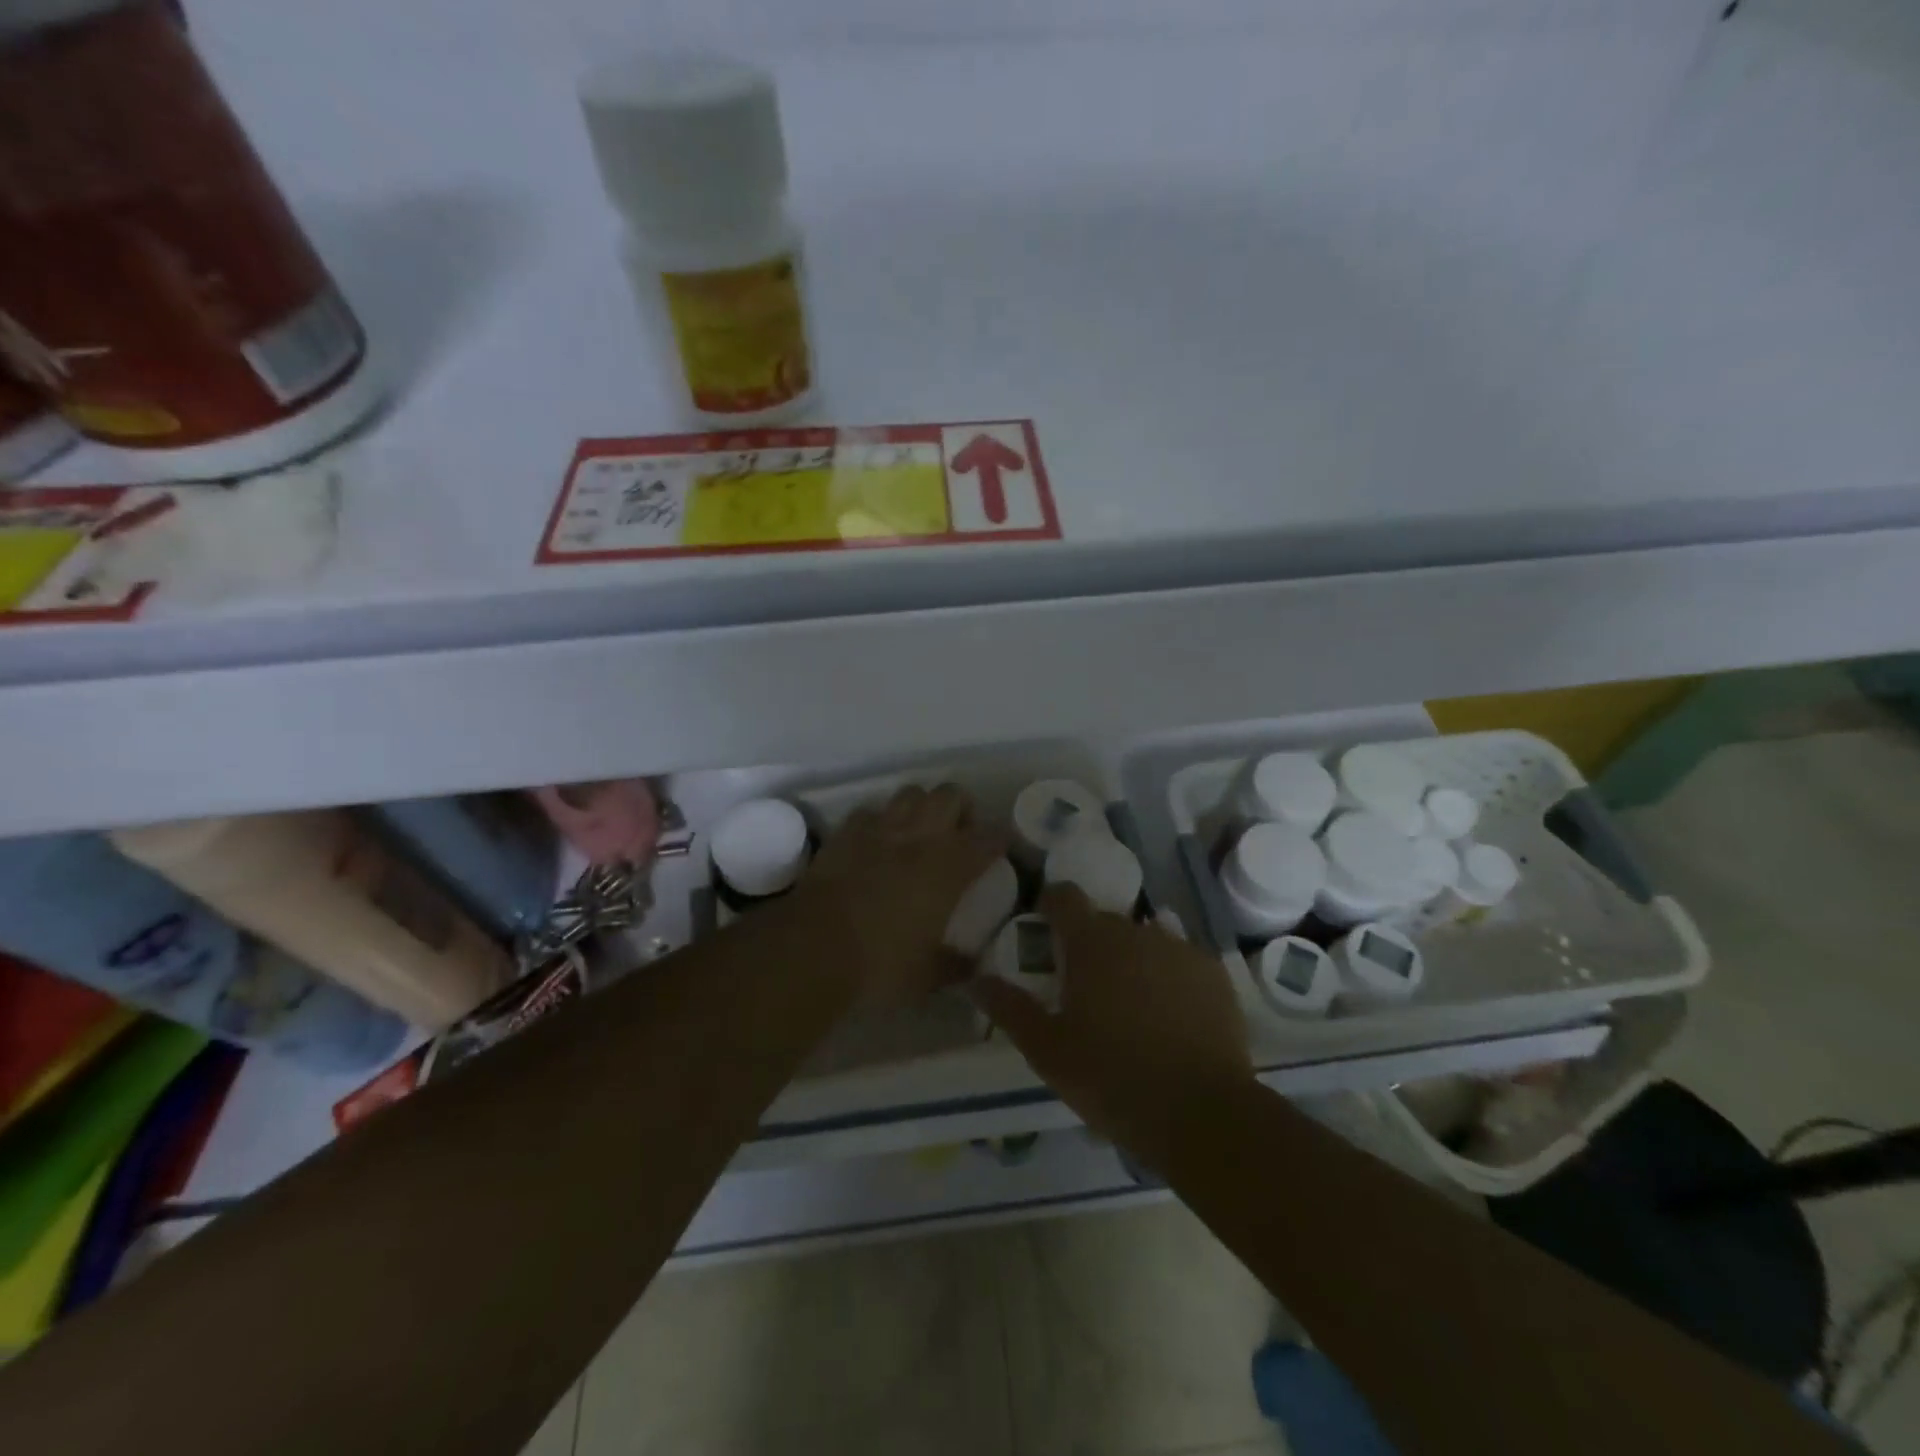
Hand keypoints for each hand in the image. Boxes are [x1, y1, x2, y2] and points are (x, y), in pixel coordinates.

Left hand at [798, 784, 1005, 1006]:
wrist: (813, 949)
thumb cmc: (879, 965)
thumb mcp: (926, 977)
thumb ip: (955, 966)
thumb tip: (972, 967)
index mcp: (949, 868)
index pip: (988, 837)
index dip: (1000, 838)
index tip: (1002, 847)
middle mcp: (919, 837)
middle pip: (951, 795)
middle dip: (961, 808)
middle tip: (958, 834)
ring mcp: (879, 829)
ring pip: (911, 792)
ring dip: (921, 806)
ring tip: (918, 831)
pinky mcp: (846, 833)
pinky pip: (870, 812)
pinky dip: (878, 821)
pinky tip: (875, 843)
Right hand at [970, 886, 1254, 1168]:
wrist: (1203, 1114)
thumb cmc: (1112, 1078)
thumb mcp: (1048, 1050)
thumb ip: (1010, 1008)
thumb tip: (975, 979)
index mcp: (1092, 942)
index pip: (1064, 896)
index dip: (1051, 904)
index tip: (1043, 929)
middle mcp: (1136, 932)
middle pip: (1104, 923)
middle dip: (1090, 945)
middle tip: (1083, 989)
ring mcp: (1180, 950)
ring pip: (1144, 942)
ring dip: (1130, 961)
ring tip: (1129, 1008)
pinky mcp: (1214, 974)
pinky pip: (1179, 963)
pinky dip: (1168, 979)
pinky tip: (1169, 1018)